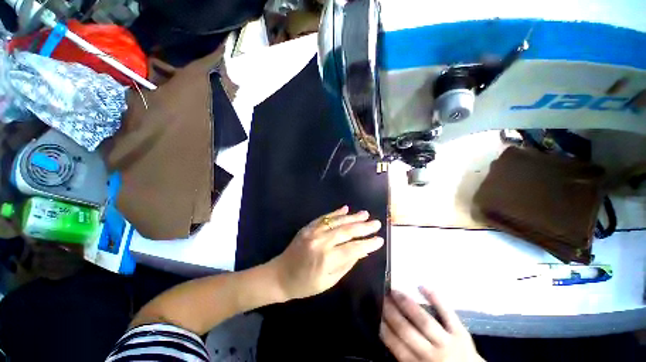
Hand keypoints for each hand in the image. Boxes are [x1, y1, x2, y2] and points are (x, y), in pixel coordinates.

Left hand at [269, 206, 382, 300]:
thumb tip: (361, 251)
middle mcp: (321, 242)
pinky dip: (335, 213)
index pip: (353, 248)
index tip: (380, 240)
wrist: (280, 275)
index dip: (368, 244)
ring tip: (365, 214)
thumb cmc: (305, 284)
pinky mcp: (308, 227)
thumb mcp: (328, 281)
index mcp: (326, 259)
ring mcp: (313, 232)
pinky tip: (345, 208)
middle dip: (363, 227)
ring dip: (352, 217)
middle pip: (346, 231)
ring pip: (336, 221)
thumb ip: (346, 264)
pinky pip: (324, 217)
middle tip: (376, 223)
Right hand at [381, 287, 483, 361]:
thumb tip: (388, 333)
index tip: (376, 312)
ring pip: (424, 320)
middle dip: (392, 312)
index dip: (385, 328)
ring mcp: (447, 342)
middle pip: (407, 330)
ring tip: (395, 291)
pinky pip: (447, 313)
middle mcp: (431, 354)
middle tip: (382, 297)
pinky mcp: (461, 333)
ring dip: (407, 304)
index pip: (397, 345)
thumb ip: (406, 355)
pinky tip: (422, 286)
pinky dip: (435, 298)